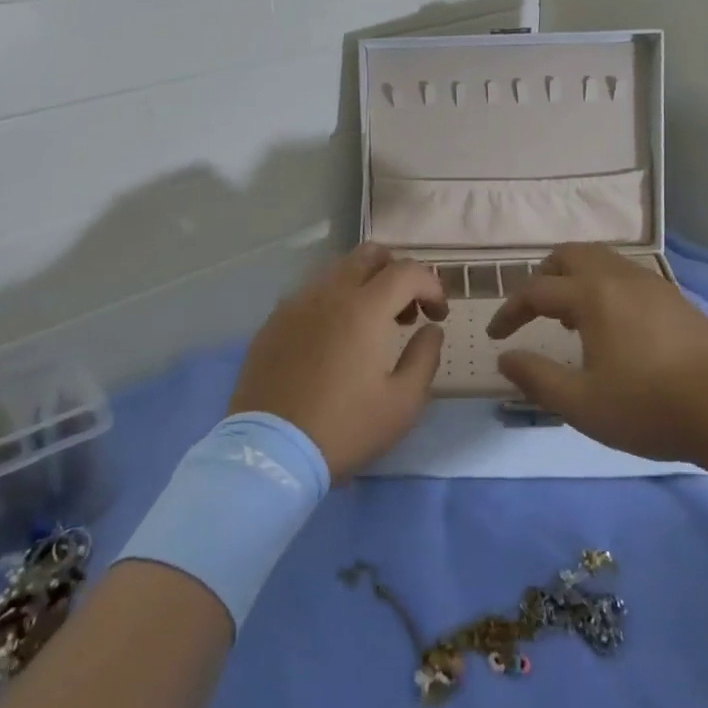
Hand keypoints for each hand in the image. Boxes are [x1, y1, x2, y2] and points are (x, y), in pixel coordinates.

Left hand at [228, 243, 447, 479]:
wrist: (269, 452)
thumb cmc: (344, 428)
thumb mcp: (403, 403)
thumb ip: (425, 357)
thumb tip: (431, 329)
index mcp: (364, 307)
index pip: (408, 271)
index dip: (432, 286)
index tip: (438, 315)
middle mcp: (328, 292)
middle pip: (369, 254)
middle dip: (397, 272)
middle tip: (405, 312)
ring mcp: (295, 304)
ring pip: (338, 270)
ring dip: (364, 285)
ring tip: (370, 328)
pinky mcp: (273, 321)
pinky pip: (311, 294)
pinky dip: (334, 302)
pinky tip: (334, 340)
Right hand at [486, 242, 707, 465]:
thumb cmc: (649, 408)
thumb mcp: (581, 404)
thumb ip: (536, 378)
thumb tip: (505, 358)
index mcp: (593, 296)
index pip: (536, 291)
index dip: (510, 311)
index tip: (496, 336)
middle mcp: (620, 278)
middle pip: (570, 255)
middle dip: (543, 277)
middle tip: (534, 311)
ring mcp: (653, 284)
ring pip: (602, 261)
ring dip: (576, 280)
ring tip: (571, 320)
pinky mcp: (676, 299)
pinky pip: (626, 276)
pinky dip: (604, 287)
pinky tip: (613, 327)